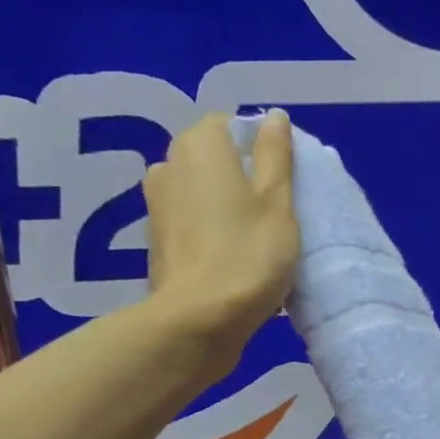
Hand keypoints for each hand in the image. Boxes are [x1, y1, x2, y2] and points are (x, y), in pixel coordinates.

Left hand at [144, 110, 298, 357]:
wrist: (197, 321)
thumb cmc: (248, 256)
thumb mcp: (278, 203)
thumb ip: (276, 156)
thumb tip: (274, 117)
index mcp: (200, 146)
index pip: (231, 125)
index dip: (260, 147)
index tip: (284, 180)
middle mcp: (169, 164)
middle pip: (213, 157)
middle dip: (241, 174)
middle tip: (274, 209)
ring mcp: (156, 204)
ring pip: (199, 190)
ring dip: (223, 203)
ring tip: (252, 236)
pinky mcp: (156, 240)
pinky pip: (189, 220)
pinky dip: (208, 229)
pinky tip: (230, 256)